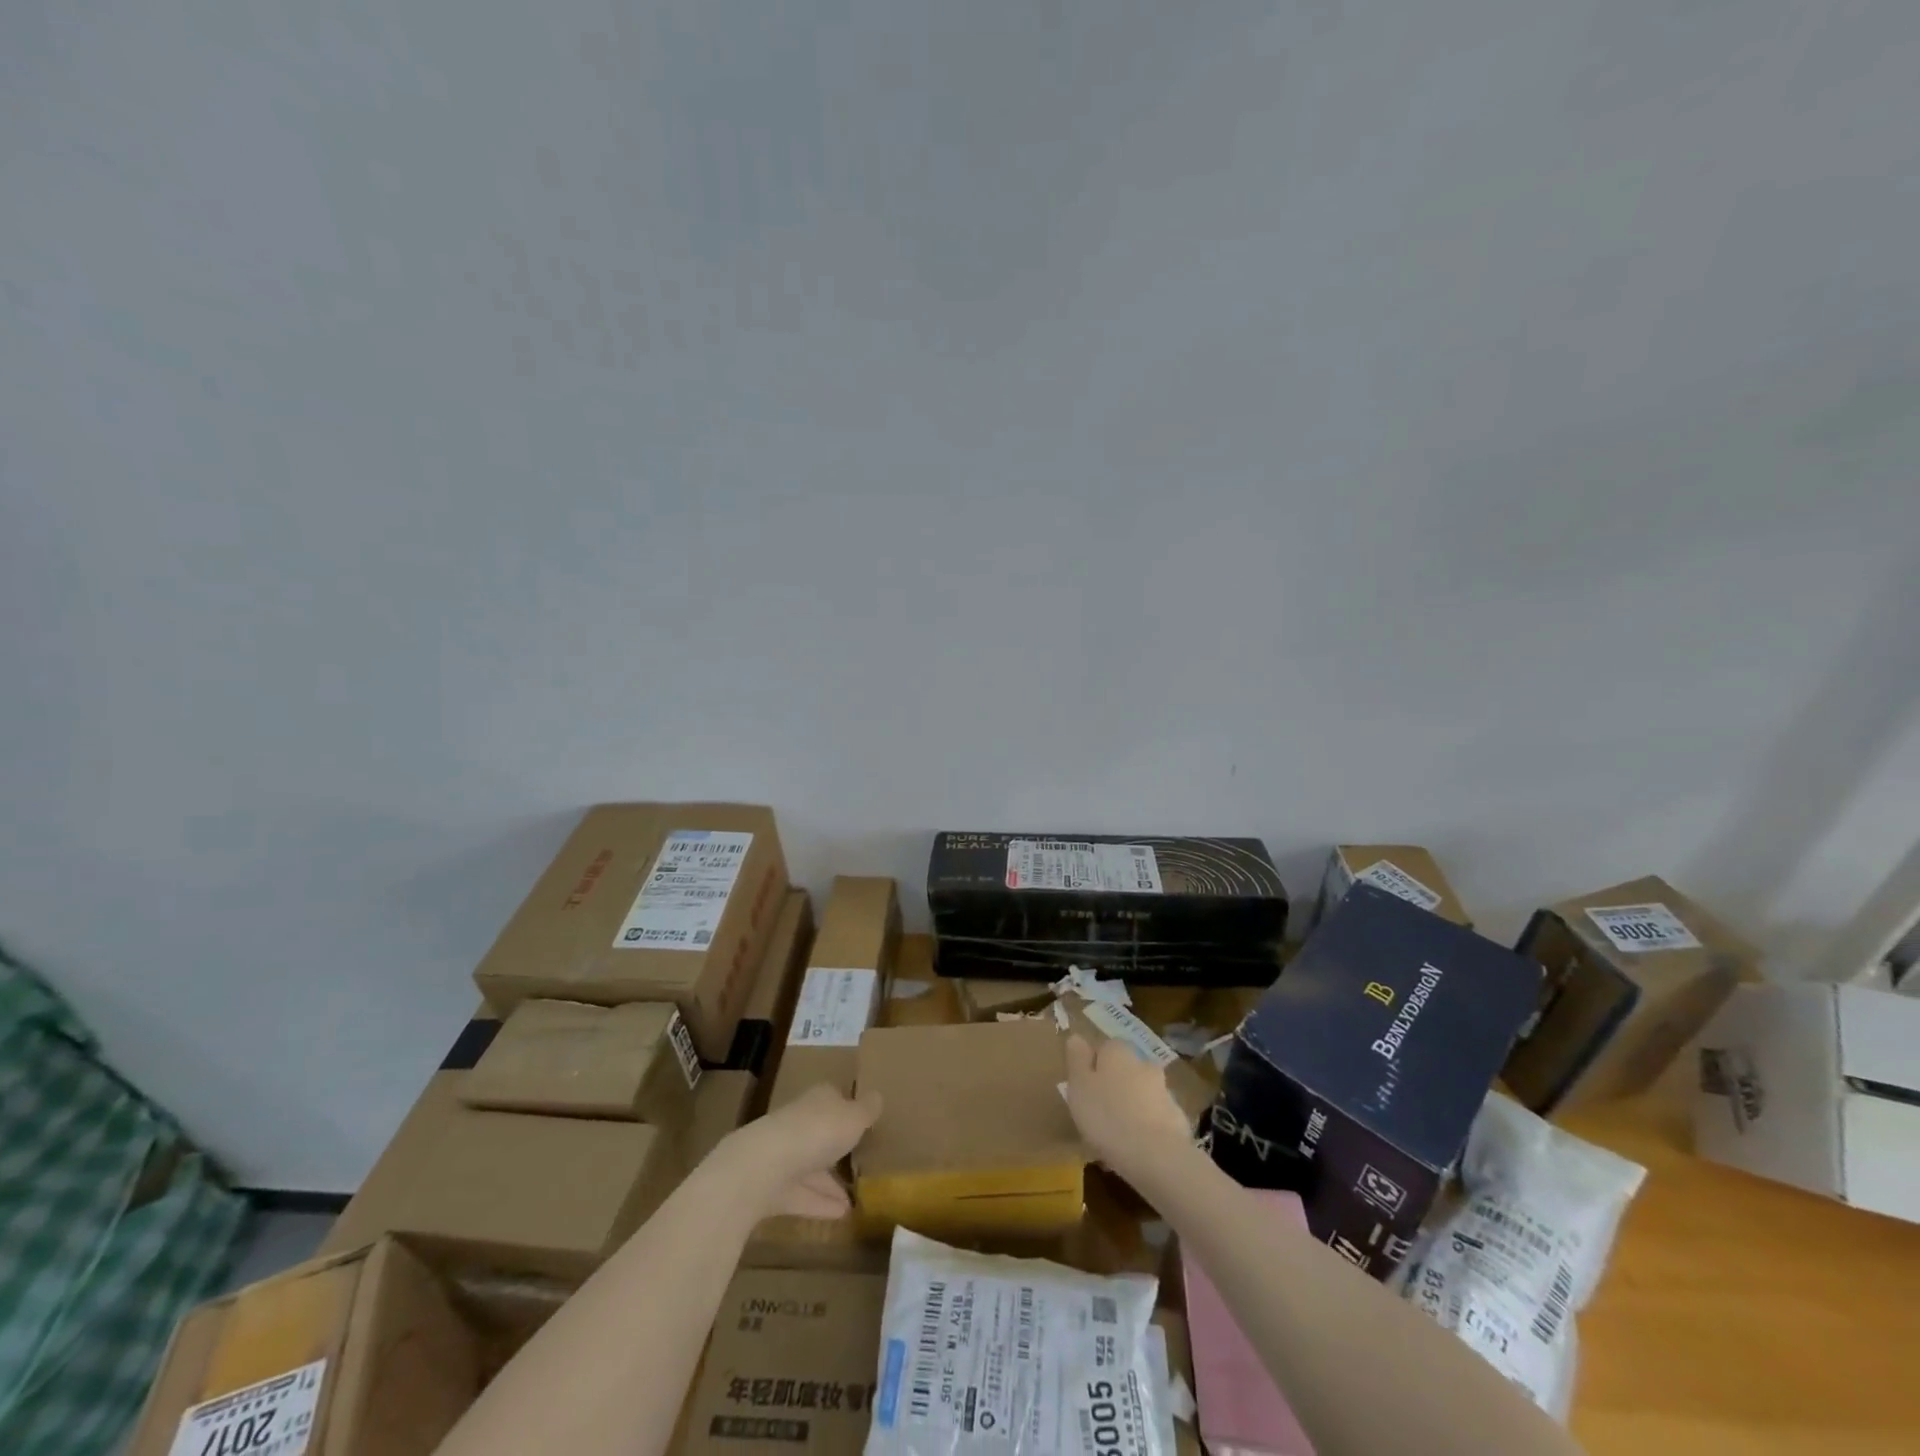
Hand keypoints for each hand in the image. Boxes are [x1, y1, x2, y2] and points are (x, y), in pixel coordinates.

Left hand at [717, 1084, 882, 1219]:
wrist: (763, 1166)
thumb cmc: (817, 1132)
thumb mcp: (854, 1118)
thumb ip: (867, 1110)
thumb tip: (878, 1096)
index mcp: (818, 1100)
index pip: (834, 1099)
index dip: (848, 1110)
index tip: (863, 1125)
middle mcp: (799, 1122)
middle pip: (821, 1134)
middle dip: (837, 1149)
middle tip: (859, 1165)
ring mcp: (783, 1154)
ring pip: (811, 1167)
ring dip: (830, 1183)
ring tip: (854, 1201)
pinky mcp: (772, 1186)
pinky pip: (801, 1194)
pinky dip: (819, 1204)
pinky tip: (840, 1216)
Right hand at [1065, 1035, 1196, 1182]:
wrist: (1157, 1156)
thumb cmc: (1107, 1116)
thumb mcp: (1079, 1085)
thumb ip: (1077, 1059)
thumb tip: (1077, 1037)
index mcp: (1118, 1051)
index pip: (1103, 1048)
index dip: (1092, 1067)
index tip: (1082, 1089)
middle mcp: (1143, 1063)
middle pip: (1124, 1070)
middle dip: (1113, 1087)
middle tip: (1096, 1114)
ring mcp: (1164, 1091)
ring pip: (1140, 1094)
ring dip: (1129, 1107)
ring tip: (1113, 1138)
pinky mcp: (1177, 1119)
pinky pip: (1153, 1118)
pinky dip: (1144, 1128)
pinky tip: (1133, 1150)